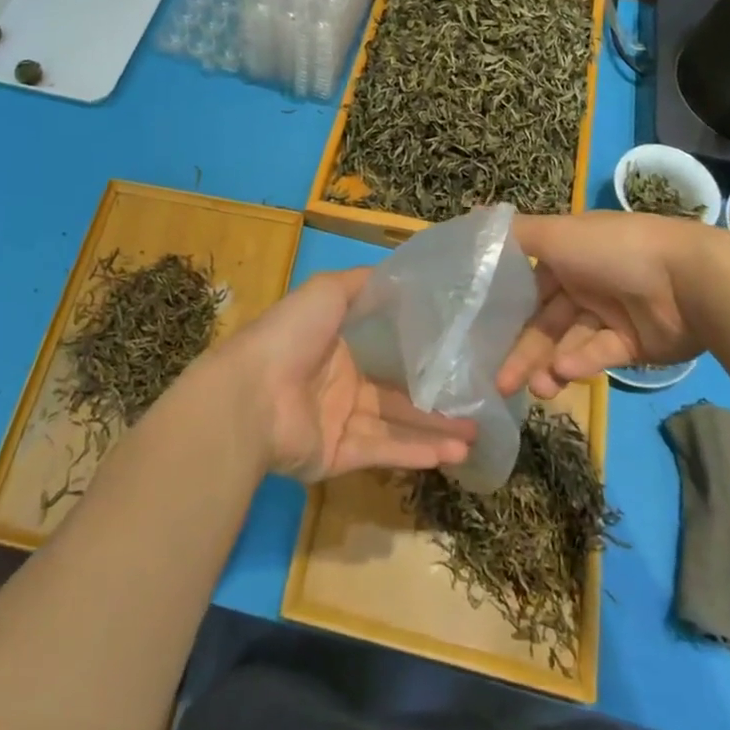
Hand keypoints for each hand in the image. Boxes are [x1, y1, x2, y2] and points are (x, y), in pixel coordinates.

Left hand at [212, 268, 476, 483]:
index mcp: (336, 345)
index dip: (419, 354)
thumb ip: (361, 284)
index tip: (457, 354)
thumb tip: (398, 274)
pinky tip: (450, 452)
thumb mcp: (327, 291)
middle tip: (477, 403)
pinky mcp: (336, 456)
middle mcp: (340, 383)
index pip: (385, 351)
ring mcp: (338, 422)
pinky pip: (381, 451)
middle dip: (435, 400)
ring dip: (434, 429)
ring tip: (475, 433)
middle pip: (396, 393)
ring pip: (395, 425)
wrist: (251, 394)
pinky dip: (414, 452)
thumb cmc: (290, 335)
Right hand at [498, 212, 704, 398]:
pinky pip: (600, 353)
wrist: (690, 281)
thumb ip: (515, 234)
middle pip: (545, 319)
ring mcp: (611, 313)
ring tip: (538, 389)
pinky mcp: (634, 343)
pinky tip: (566, 371)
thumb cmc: (615, 250)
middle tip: (500, 384)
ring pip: (569, 342)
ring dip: (549, 364)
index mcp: (568, 252)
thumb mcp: (558, 234)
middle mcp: (586, 280)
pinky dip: (582, 362)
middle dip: (523, 350)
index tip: (479, 334)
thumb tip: (472, 218)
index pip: (528, 282)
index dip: (505, 307)